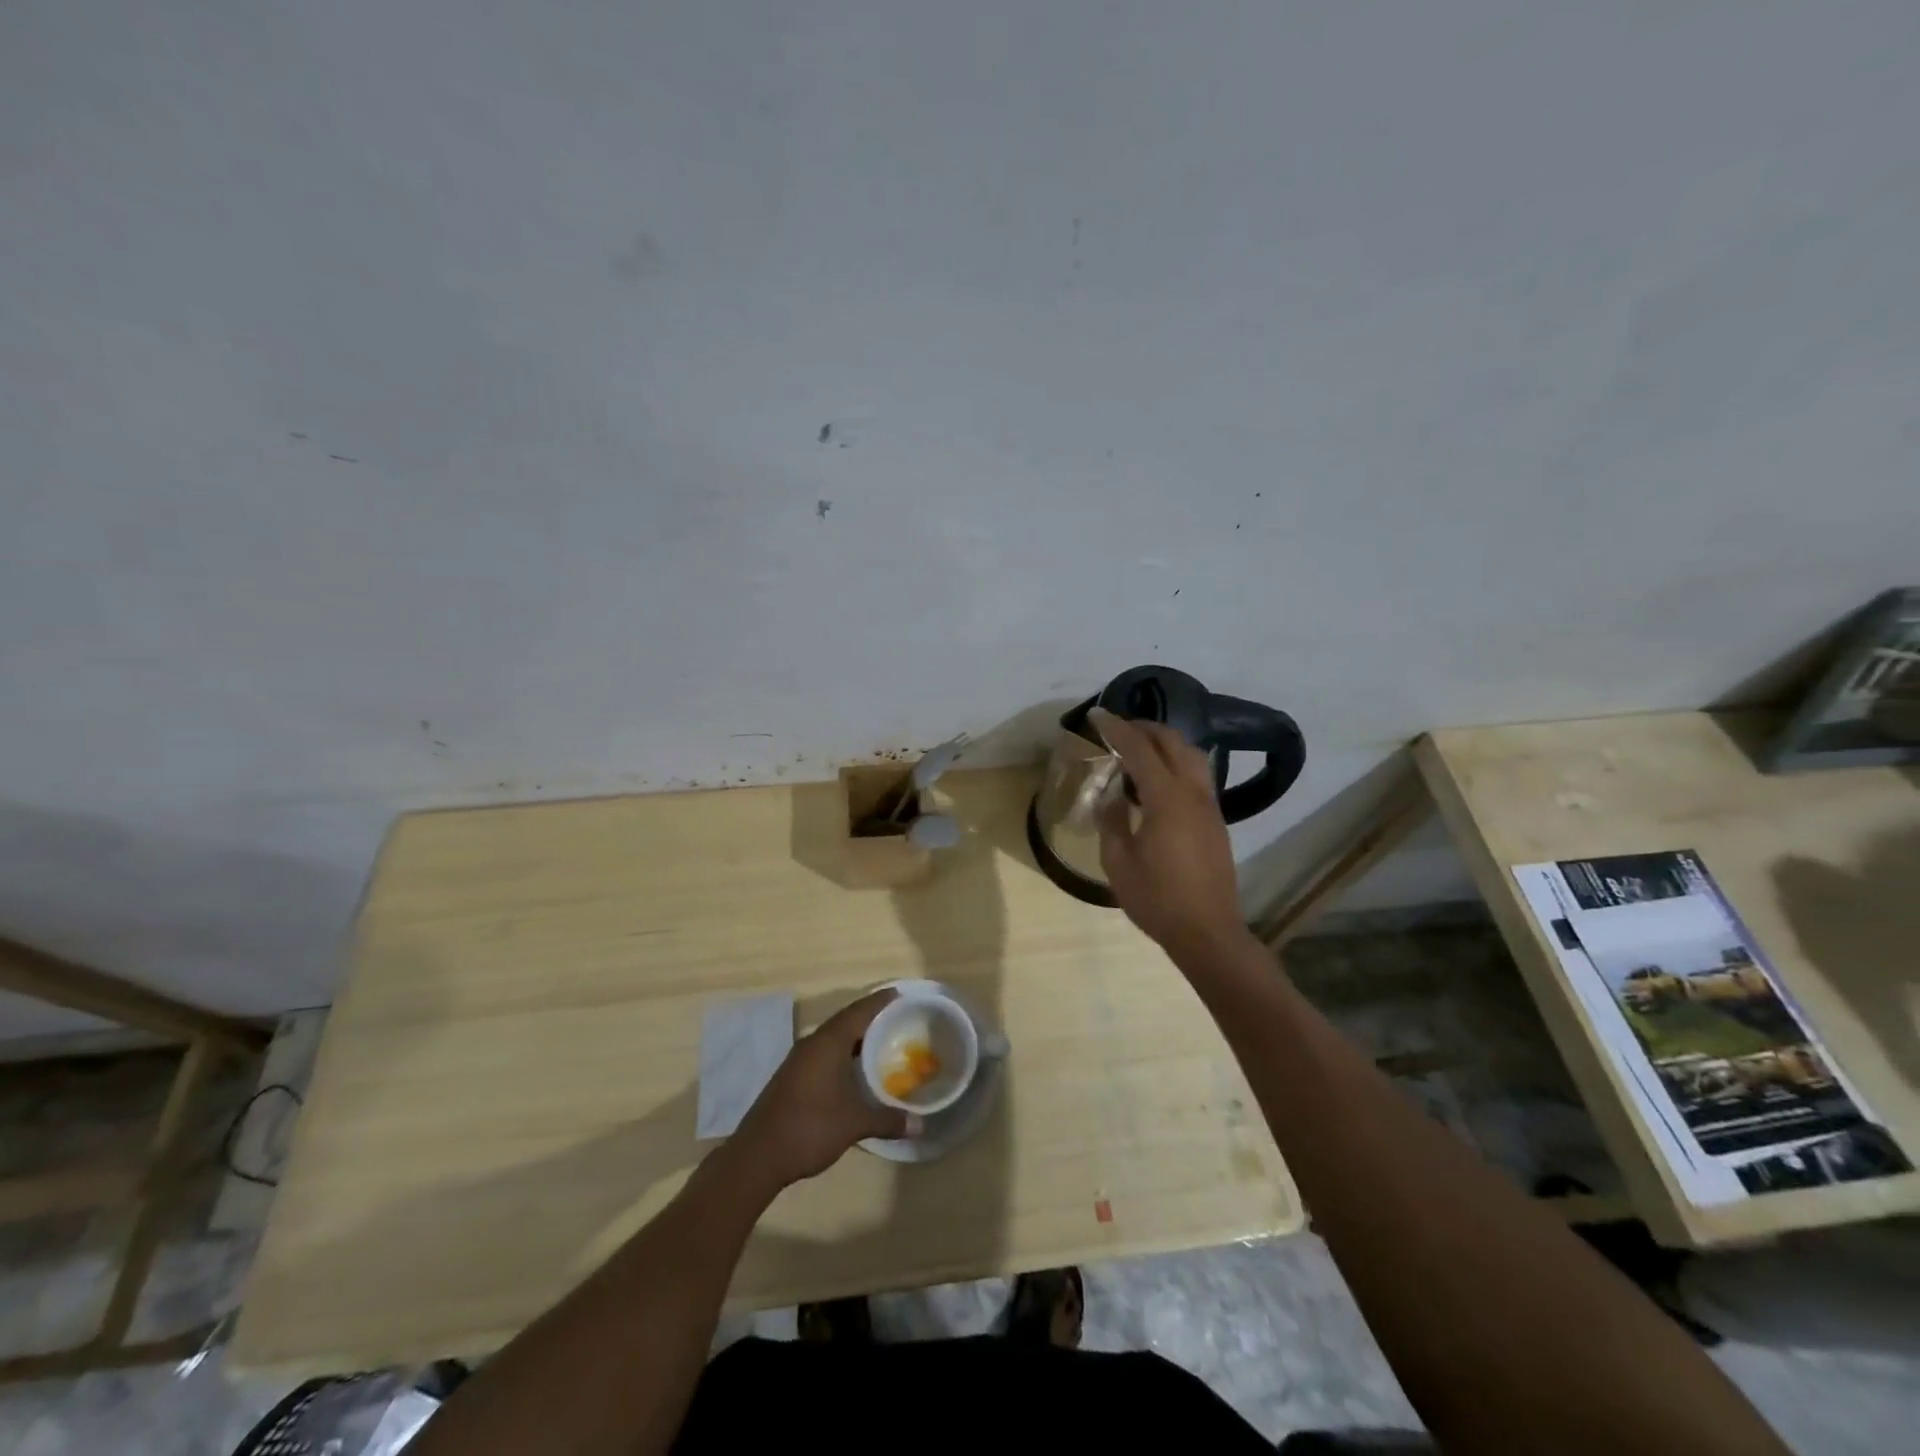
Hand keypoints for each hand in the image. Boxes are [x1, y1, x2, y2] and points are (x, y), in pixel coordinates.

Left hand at [731, 989, 918, 1190]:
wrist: (758, 1156)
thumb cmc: (810, 1127)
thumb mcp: (854, 1123)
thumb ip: (887, 1120)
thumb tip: (920, 1125)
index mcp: (828, 1043)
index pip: (859, 1011)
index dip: (880, 1002)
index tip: (900, 994)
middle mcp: (812, 1044)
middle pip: (846, 1021)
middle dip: (870, 1018)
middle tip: (897, 1019)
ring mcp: (798, 1061)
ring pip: (833, 1038)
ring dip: (855, 1038)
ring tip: (882, 1042)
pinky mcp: (792, 1077)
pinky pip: (824, 1054)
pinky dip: (843, 1054)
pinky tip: (855, 1070)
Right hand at [1095, 714, 1246, 957]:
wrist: (1207, 931)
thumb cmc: (1157, 899)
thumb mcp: (1119, 862)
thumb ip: (1113, 823)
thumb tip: (1113, 800)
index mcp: (1166, 799)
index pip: (1140, 749)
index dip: (1117, 729)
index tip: (1097, 715)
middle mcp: (1193, 793)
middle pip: (1173, 742)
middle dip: (1144, 728)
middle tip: (1118, 728)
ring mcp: (1209, 806)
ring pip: (1192, 755)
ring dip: (1165, 743)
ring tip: (1139, 749)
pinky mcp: (1216, 821)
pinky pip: (1198, 775)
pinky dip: (1177, 762)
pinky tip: (1158, 780)